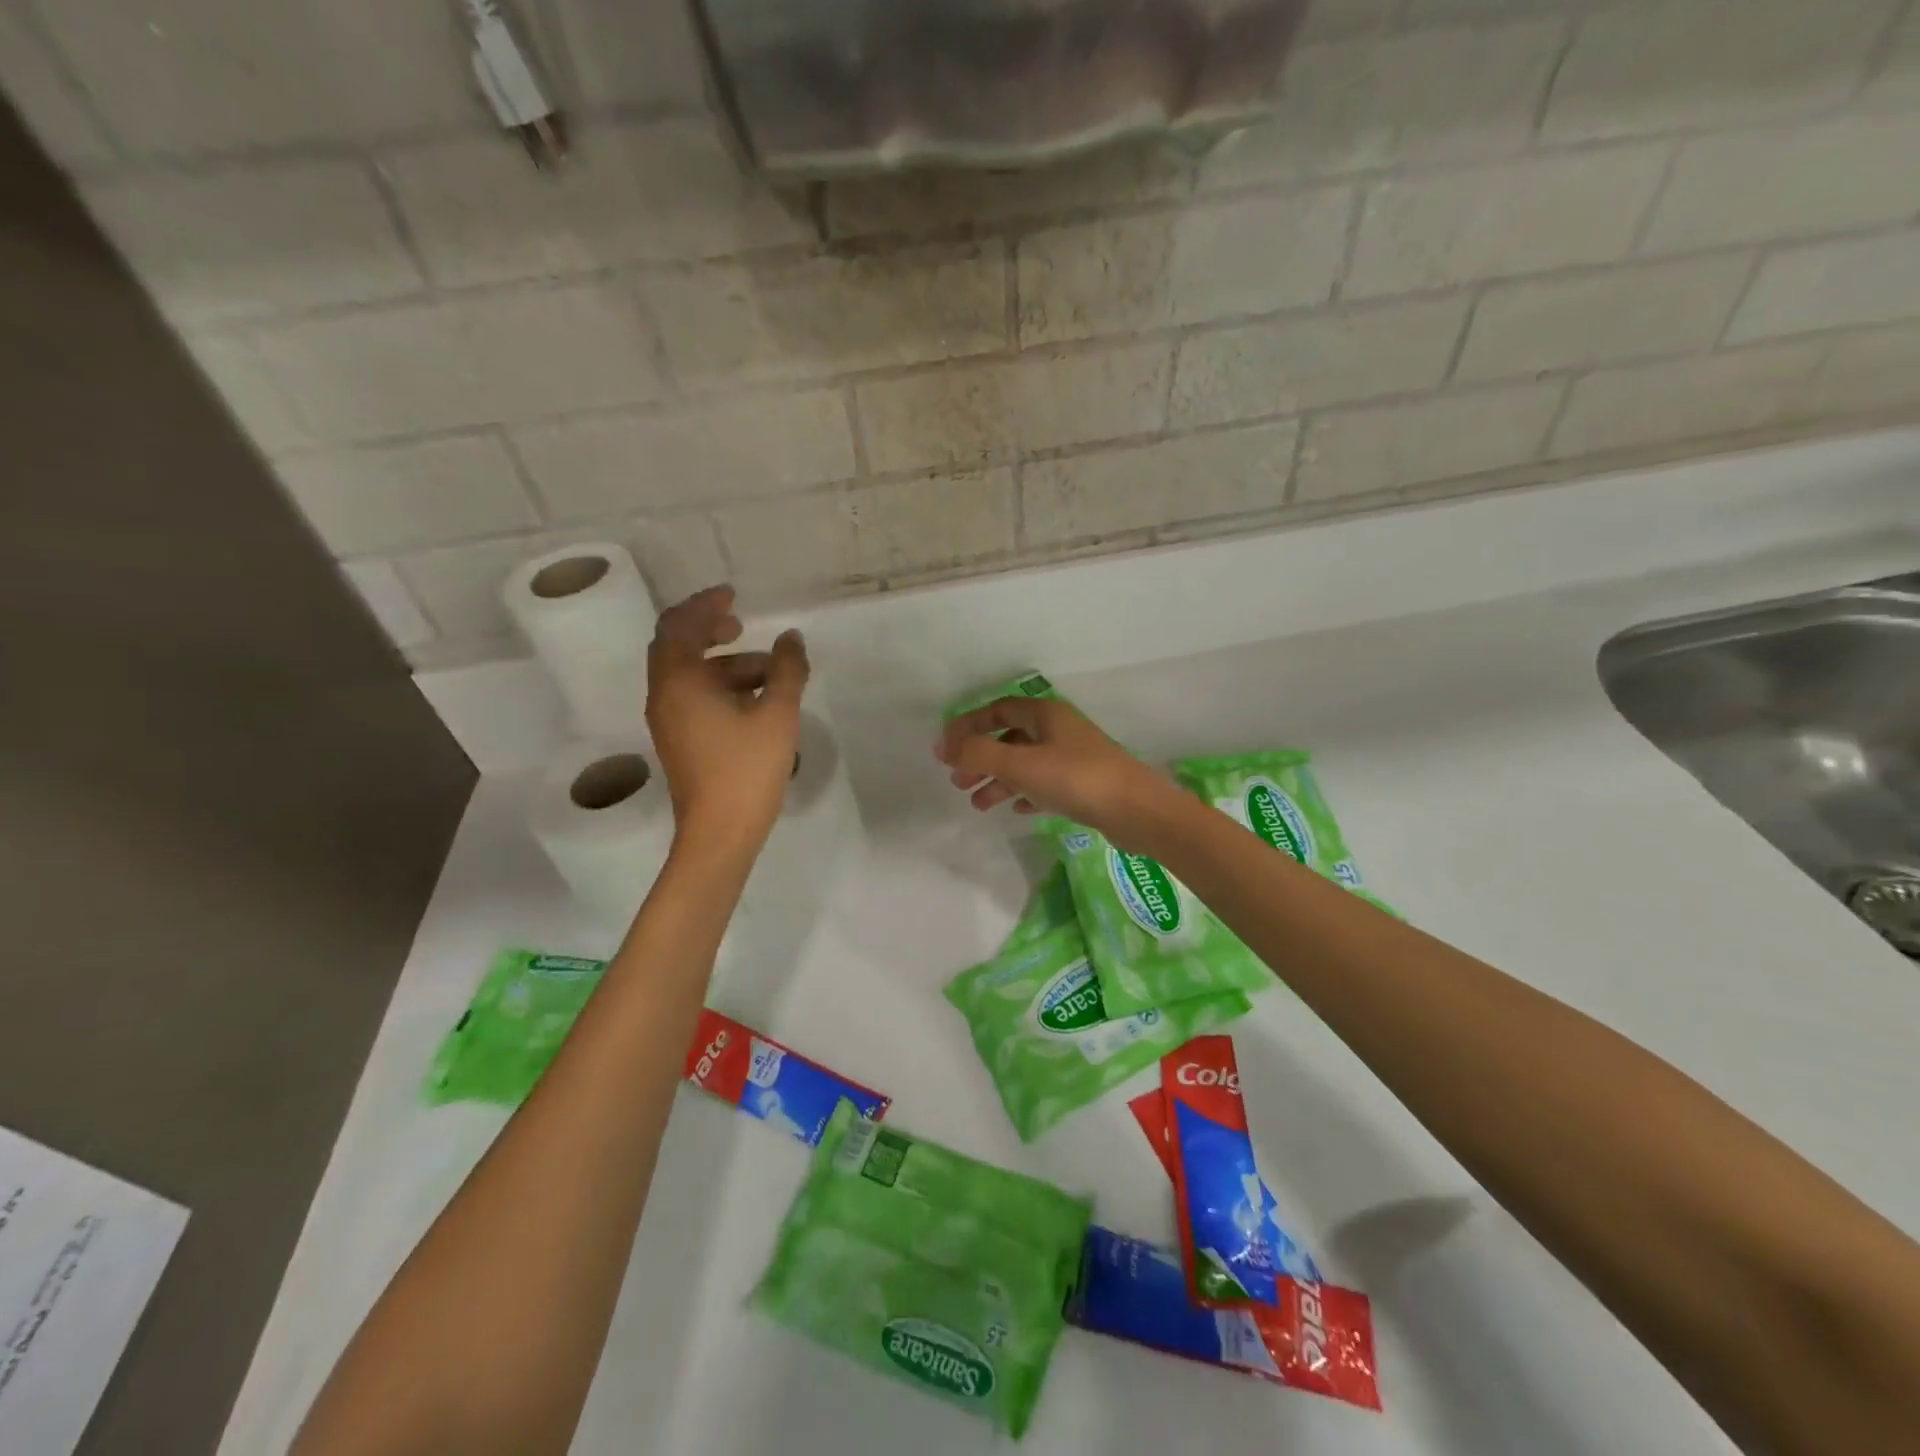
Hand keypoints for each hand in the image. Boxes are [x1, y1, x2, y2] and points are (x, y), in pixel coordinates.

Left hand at [646, 586, 807, 854]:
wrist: (719, 834)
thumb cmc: (746, 770)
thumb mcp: (778, 715)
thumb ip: (788, 669)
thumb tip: (791, 638)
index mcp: (680, 681)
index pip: (680, 626)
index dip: (705, 605)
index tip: (734, 596)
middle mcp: (665, 695)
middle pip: (677, 647)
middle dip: (709, 630)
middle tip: (742, 624)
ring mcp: (669, 721)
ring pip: (690, 675)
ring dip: (725, 663)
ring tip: (770, 673)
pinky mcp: (679, 741)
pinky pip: (694, 697)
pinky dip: (721, 687)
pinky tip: (757, 700)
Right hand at [935, 697, 1183, 852]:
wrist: (1138, 811)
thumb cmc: (1076, 779)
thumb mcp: (1021, 764)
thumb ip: (979, 754)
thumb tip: (942, 747)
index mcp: (1045, 715)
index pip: (997, 710)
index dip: (968, 726)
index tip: (945, 750)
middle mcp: (1059, 731)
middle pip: (1009, 738)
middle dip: (980, 758)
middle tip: (958, 782)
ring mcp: (1073, 758)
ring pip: (1025, 764)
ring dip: (999, 780)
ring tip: (978, 804)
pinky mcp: (1084, 785)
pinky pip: (1045, 785)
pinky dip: (1025, 793)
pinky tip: (1016, 809)